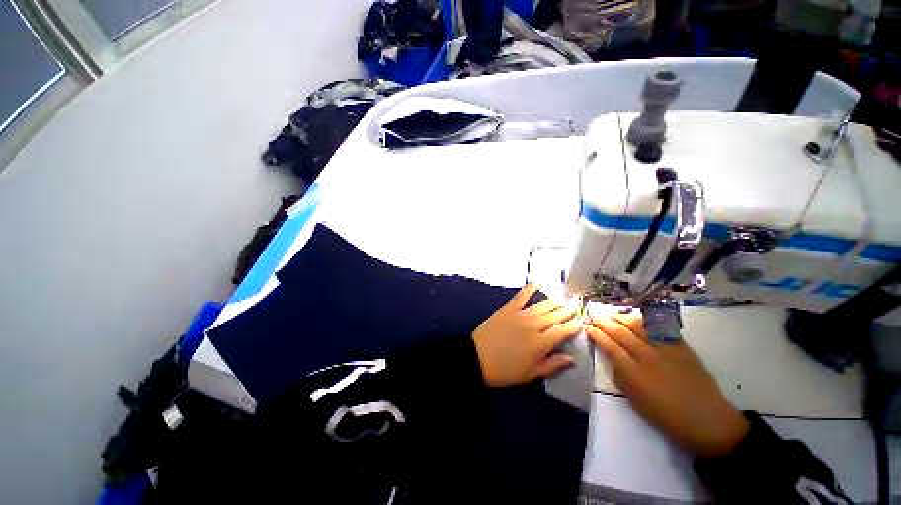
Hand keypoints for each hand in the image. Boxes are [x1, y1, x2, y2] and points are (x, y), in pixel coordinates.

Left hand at [472, 284, 582, 386]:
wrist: (477, 357)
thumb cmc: (505, 370)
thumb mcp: (530, 373)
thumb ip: (552, 364)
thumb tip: (572, 358)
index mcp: (541, 343)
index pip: (563, 331)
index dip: (575, 325)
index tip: (583, 321)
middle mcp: (534, 325)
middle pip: (555, 315)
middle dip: (567, 310)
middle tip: (577, 305)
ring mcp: (520, 314)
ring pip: (542, 305)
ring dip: (554, 301)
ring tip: (563, 298)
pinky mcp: (508, 308)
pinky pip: (521, 296)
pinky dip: (530, 289)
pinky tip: (537, 283)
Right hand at [585, 312, 749, 459]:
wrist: (709, 421)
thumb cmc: (667, 417)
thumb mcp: (636, 402)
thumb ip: (621, 378)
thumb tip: (612, 359)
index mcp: (635, 374)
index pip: (610, 347)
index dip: (597, 335)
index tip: (588, 327)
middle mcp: (648, 357)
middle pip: (622, 333)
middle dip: (605, 322)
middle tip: (595, 315)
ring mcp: (667, 350)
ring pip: (640, 327)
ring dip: (623, 318)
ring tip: (612, 314)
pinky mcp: (682, 348)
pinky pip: (661, 329)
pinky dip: (647, 322)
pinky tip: (639, 318)